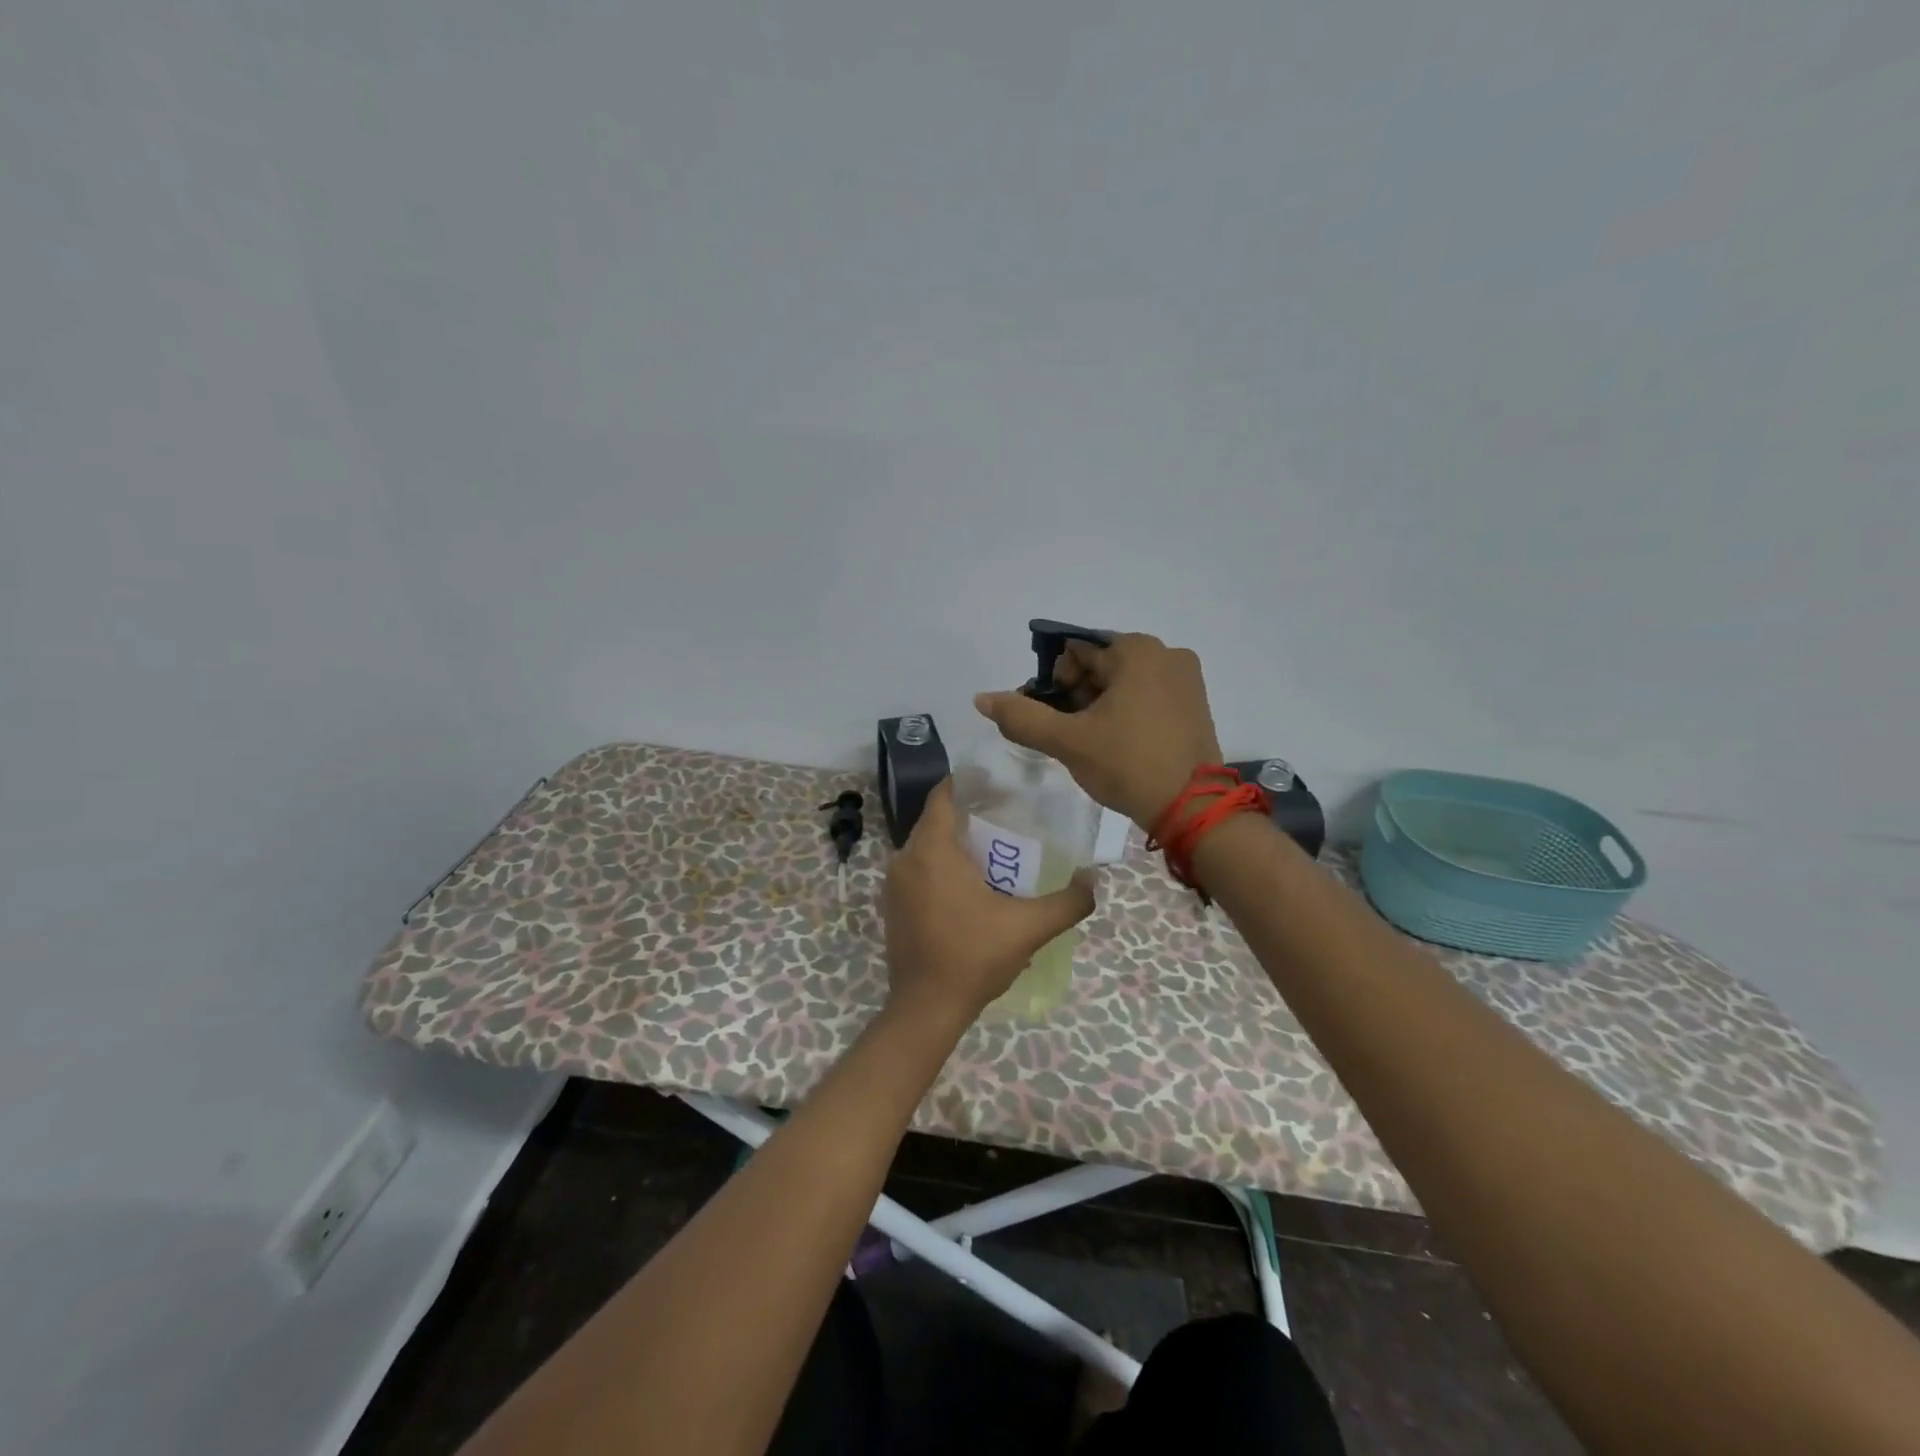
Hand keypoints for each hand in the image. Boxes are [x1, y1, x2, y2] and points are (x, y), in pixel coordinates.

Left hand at [881, 780, 1095, 1026]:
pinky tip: (969, 884)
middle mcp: (905, 858)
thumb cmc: (973, 957)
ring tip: (993, 849)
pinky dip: (940, 866)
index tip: (997, 784)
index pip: (942, 796)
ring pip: (926, 846)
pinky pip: (918, 869)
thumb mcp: (1028, 928)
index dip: (967, 783)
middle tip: (1006, 816)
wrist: (926, 1009)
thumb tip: (1093, 879)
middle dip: (968, 814)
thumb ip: (1067, 902)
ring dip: (954, 842)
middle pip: (936, 820)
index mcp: (931, 851)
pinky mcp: (892, 905)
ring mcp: (894, 884)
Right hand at [973, 633, 1222, 828]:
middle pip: (1100, 666)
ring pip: (1123, 683)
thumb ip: (1022, 716)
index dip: (1055, 684)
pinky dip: (1126, 713)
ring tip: (1094, 745)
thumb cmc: (1128, 764)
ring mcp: (1186, 679)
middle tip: (1072, 736)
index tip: (1055, 719)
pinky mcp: (1195, 705)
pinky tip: (1119, 745)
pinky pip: (1147, 697)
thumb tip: (981, 698)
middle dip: (1077, 697)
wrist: (1192, 809)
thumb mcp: (1068, 740)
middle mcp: (1167, 654)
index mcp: (1137, 650)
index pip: (1075, 652)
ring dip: (1099, 707)